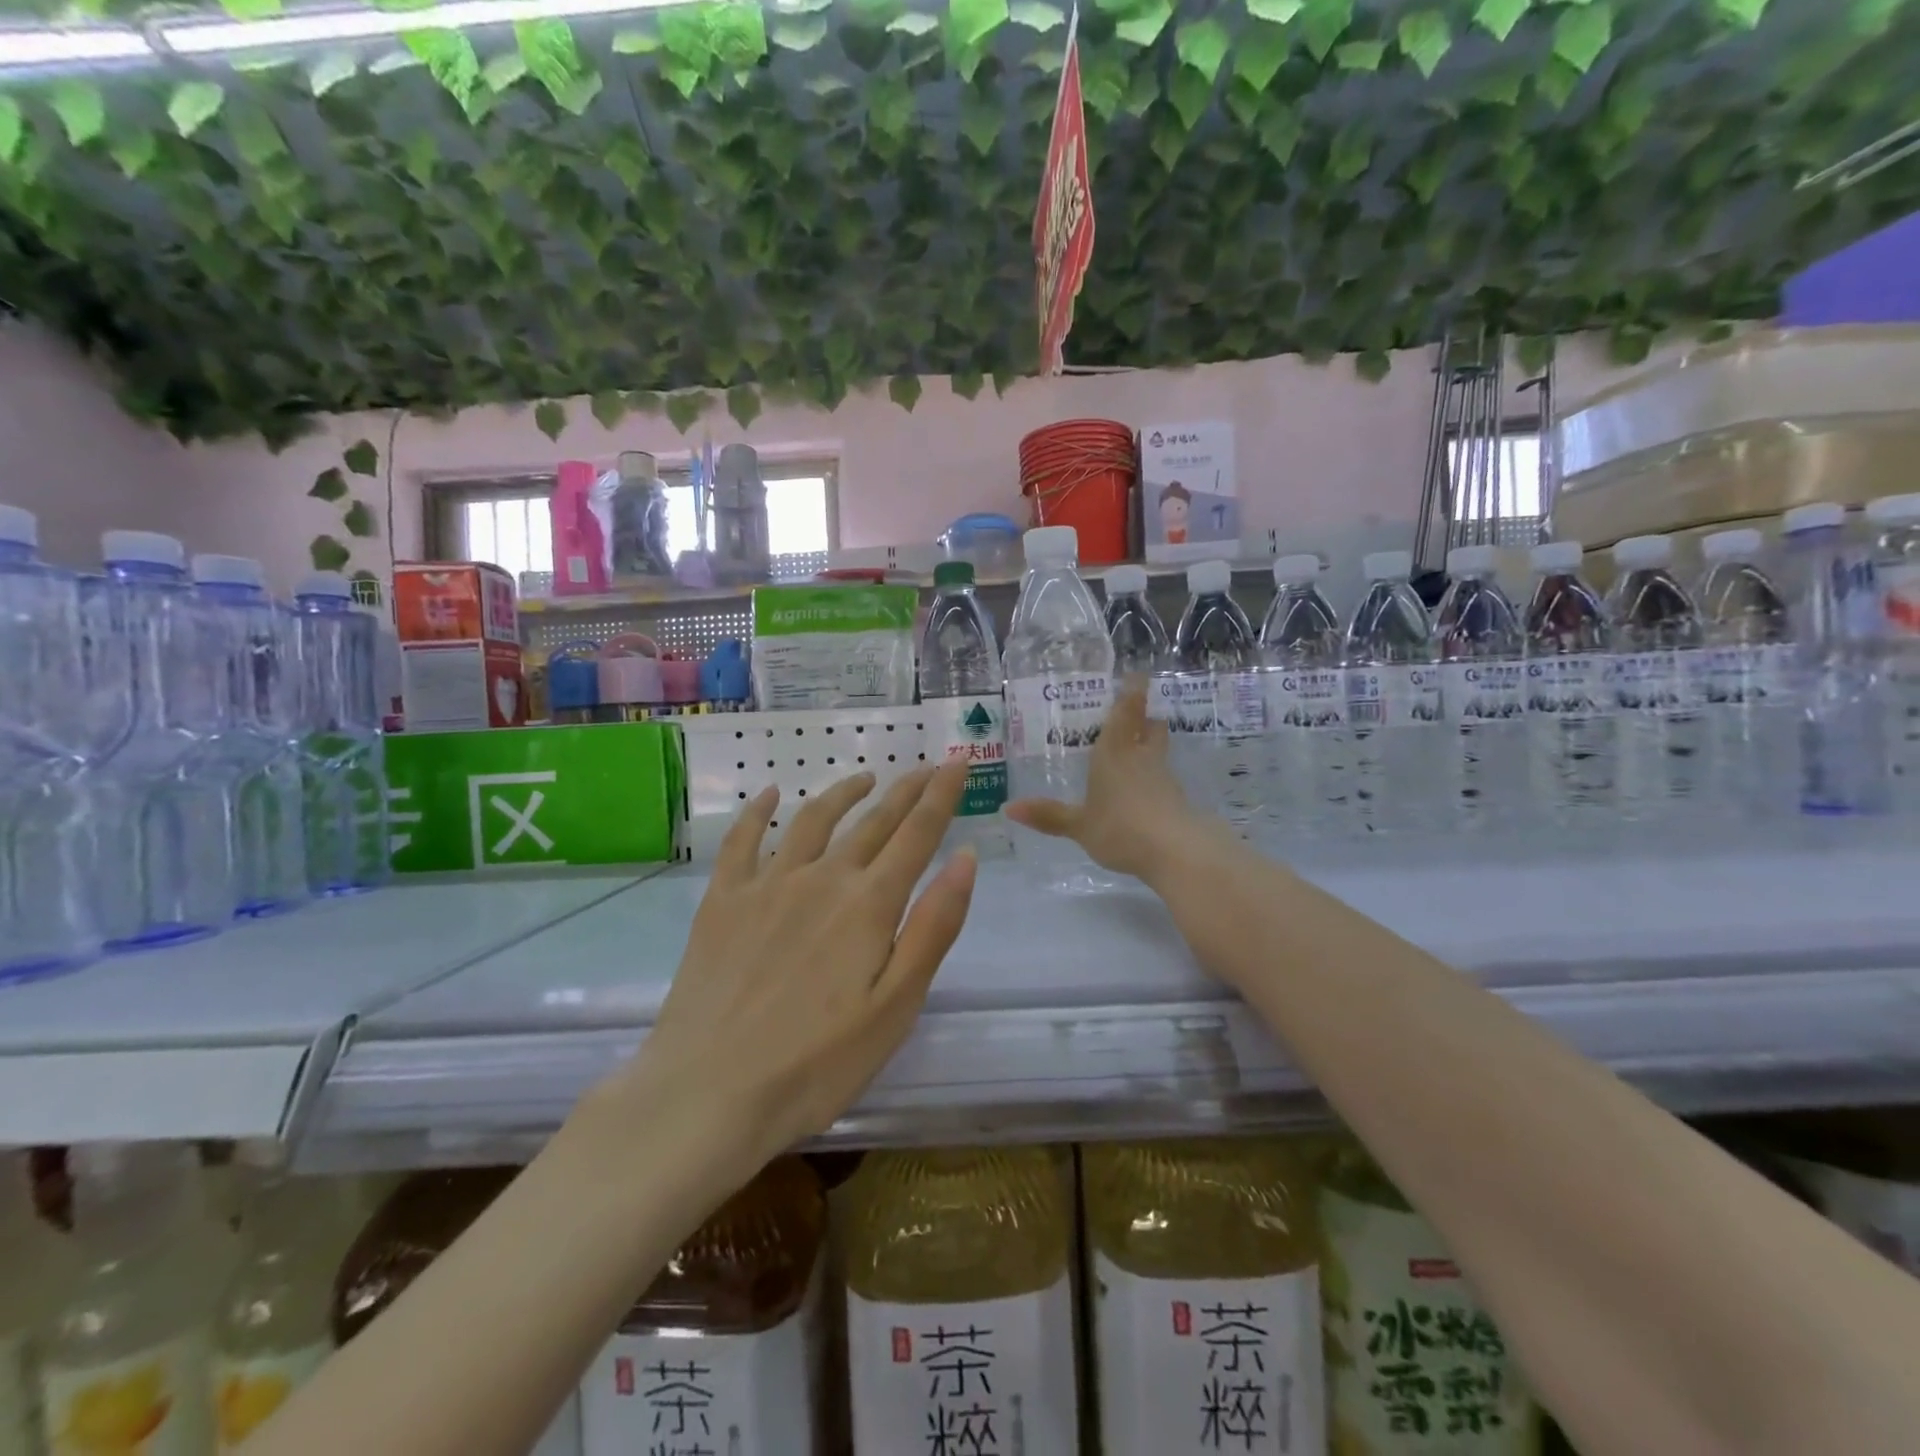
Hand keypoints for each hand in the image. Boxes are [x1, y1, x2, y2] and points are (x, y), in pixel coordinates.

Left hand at [628, 762, 975, 1169]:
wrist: (707, 1094)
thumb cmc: (816, 1064)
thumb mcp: (896, 1007)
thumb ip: (933, 927)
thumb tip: (966, 858)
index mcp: (868, 904)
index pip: (917, 833)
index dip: (942, 794)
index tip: (958, 760)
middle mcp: (821, 878)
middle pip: (872, 821)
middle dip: (905, 791)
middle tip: (926, 767)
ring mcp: (767, 885)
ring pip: (813, 820)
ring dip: (844, 793)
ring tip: (865, 779)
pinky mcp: (723, 901)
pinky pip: (741, 841)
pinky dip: (757, 811)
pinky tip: (768, 795)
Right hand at [1006, 678, 1219, 882]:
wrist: (1175, 851)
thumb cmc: (1119, 828)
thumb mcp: (1079, 825)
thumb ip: (1049, 815)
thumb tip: (1008, 808)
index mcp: (1114, 752)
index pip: (1127, 712)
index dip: (1132, 692)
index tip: (1137, 676)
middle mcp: (1141, 757)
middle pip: (1150, 727)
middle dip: (1145, 718)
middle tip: (1136, 714)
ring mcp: (1163, 777)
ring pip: (1159, 751)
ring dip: (1151, 747)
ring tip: (1136, 753)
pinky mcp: (1177, 800)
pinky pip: (1163, 779)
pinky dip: (1155, 778)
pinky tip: (1145, 792)